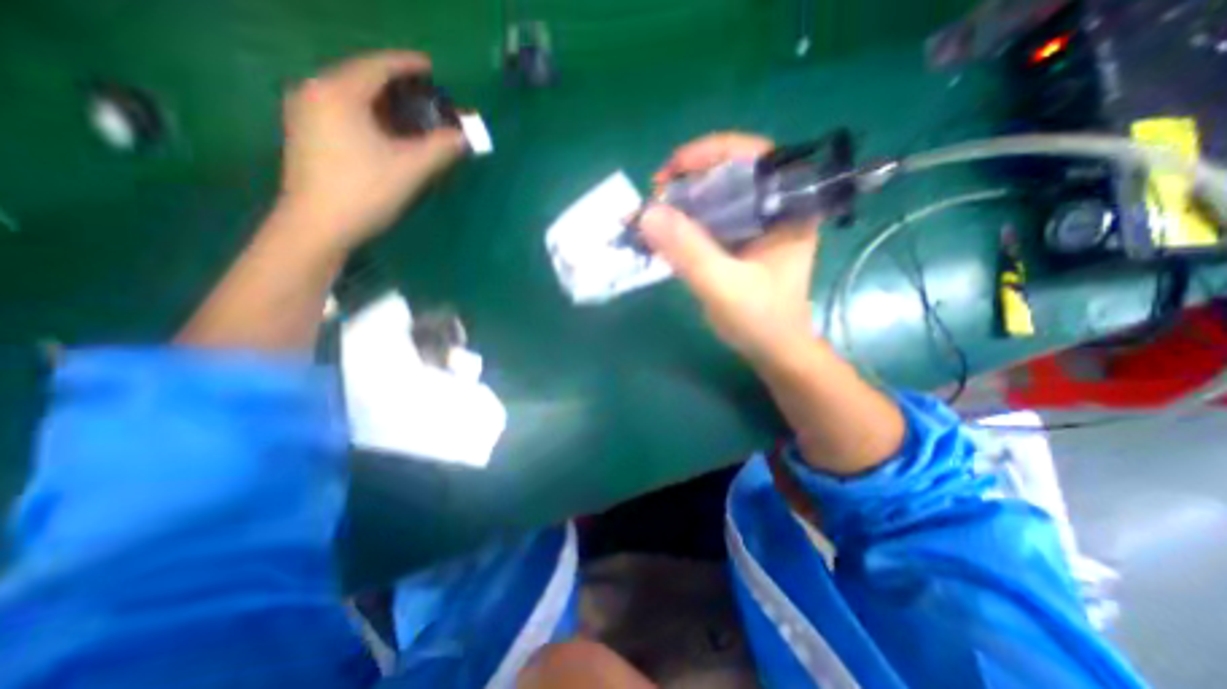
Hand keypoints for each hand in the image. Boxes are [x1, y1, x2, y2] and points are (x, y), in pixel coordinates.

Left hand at [276, 51, 465, 250]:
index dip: (406, 64)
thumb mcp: (411, 168)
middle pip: (359, 75)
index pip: (376, 66)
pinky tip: (379, 128)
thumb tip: (464, 137)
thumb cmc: (365, 190)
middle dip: (392, 82)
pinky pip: (338, 109)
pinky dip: (364, 112)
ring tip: (405, 111)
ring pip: (347, 93)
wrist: (317, 225)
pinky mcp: (303, 133)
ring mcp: (303, 112)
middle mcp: (314, 91)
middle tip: (422, 93)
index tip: (430, 67)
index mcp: (339, 92)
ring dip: (378, 98)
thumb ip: (441, 148)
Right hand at [639, 128, 818, 362]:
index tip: (670, 172)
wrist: (774, 351)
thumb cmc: (761, 321)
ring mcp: (757, 226)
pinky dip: (684, 224)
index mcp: (788, 208)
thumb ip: (689, 251)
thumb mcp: (723, 286)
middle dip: (688, 181)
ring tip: (652, 216)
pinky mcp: (740, 242)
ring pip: (716, 198)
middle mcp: (775, 209)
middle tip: (655, 198)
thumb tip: (647, 213)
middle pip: (729, 174)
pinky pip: (709, 221)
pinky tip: (664, 235)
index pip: (753, 156)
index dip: (709, 153)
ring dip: (682, 203)